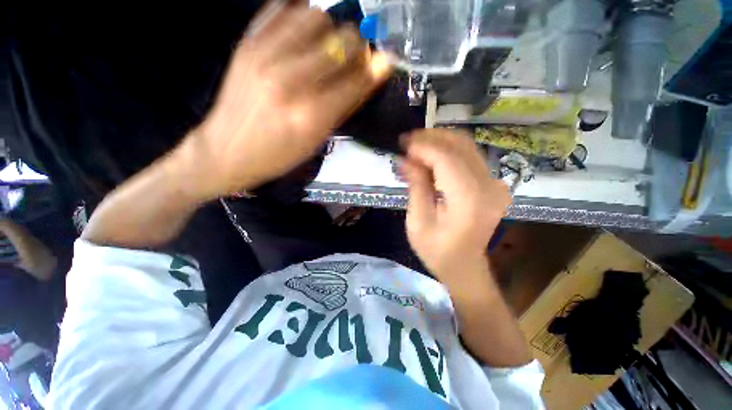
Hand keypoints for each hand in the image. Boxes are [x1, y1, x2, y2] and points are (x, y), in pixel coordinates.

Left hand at [177, 0, 391, 198]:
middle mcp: (291, 80)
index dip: (375, 68)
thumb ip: (345, 105)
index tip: (383, 62)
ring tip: (325, 46)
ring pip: (315, 16)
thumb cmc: (280, 155)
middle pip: (340, 39)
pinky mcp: (246, 43)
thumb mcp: (318, 140)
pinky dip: (300, 16)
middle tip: (354, 56)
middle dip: (356, 45)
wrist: (227, 150)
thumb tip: (373, 73)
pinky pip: (282, 8)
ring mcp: (265, 56)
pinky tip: (302, 35)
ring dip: (329, 29)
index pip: (356, 79)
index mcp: (312, 115)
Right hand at [401, 130, 509, 280]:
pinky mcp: (492, 183)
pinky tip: (431, 156)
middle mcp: (488, 186)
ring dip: (439, 140)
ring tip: (416, 147)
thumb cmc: (436, 250)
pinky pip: (469, 155)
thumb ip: (416, 186)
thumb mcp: (418, 221)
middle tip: (406, 142)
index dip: (422, 147)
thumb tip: (406, 159)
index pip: (446, 158)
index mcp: (469, 200)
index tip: (402, 145)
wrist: (464, 266)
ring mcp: (495, 183)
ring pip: (466, 145)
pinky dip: (448, 150)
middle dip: (430, 138)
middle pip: (460, 145)